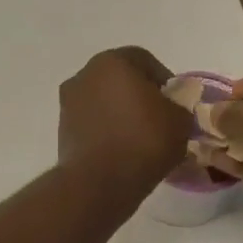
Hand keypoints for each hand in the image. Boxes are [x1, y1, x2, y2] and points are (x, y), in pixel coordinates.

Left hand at [57, 48, 188, 193]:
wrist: (99, 182)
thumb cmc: (143, 141)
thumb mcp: (180, 120)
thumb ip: (179, 105)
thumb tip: (171, 109)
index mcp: (113, 62)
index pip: (145, 61)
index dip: (164, 81)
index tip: (176, 103)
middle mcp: (85, 75)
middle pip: (120, 80)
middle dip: (140, 96)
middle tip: (160, 119)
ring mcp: (69, 102)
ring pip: (104, 102)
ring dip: (121, 114)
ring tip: (141, 138)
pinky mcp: (63, 129)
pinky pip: (93, 123)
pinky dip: (106, 131)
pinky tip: (122, 150)